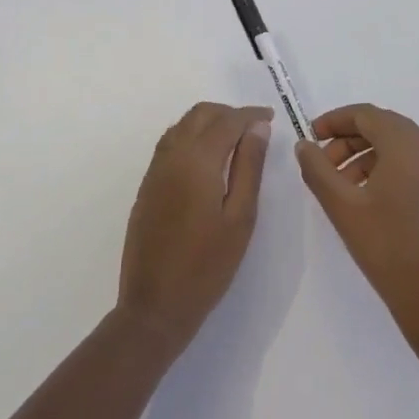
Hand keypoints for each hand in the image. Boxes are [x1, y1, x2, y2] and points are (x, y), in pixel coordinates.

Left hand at [118, 102, 272, 351]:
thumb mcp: (240, 217)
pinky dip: (191, 137)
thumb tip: (258, 128)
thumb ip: (249, 167)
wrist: (155, 305)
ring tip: (235, 140)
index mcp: (196, 160)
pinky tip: (208, 158)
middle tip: (255, 128)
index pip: (227, 121)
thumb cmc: (207, 266)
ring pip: (182, 126)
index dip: (250, 115)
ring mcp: (155, 170)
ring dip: (208, 122)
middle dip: (228, 113)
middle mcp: (171, 156)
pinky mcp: (147, 185)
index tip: (271, 117)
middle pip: (200, 115)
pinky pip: (170, 144)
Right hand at [295, 104, 418, 341]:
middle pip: (383, 127)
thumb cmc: (387, 249)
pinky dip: (384, 169)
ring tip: (339, 184)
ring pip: (397, 147)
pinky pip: (411, 165)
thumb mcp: (342, 206)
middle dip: (347, 139)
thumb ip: (317, 169)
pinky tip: (365, 198)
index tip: (310, 136)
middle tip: (321, 163)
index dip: (334, 120)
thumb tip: (304, 145)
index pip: (366, 114)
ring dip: (364, 155)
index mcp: (408, 146)